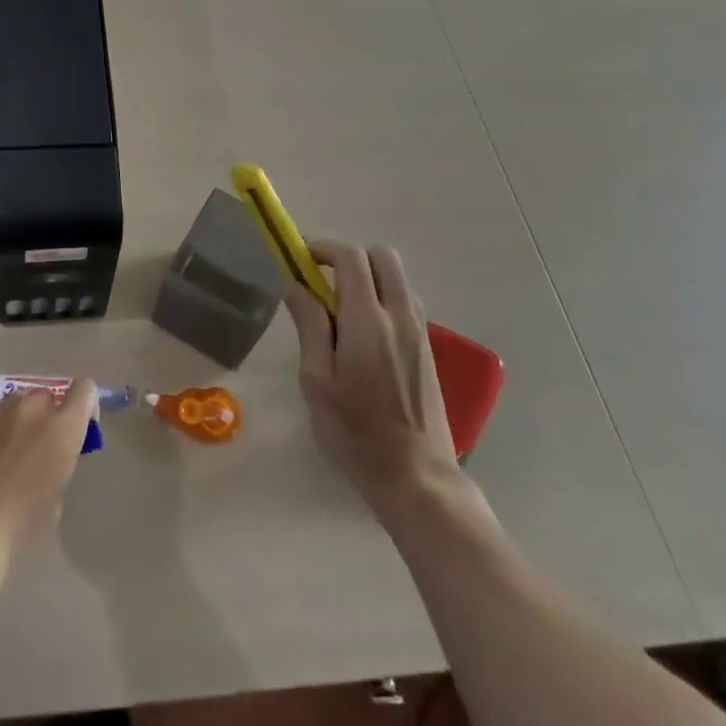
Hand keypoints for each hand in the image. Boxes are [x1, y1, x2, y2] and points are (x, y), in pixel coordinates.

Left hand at [0, 380, 97, 583]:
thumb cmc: (18, 524)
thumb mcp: (54, 500)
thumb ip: (58, 465)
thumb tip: (48, 460)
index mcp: (63, 427)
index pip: (85, 390)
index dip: (84, 405)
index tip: (79, 428)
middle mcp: (33, 407)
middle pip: (46, 398)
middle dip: (45, 418)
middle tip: (35, 451)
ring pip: (15, 405)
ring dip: (15, 423)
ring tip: (1, 457)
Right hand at [285, 240, 462, 528]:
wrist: (416, 477)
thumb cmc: (355, 432)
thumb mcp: (317, 381)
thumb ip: (309, 326)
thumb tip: (296, 286)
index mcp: (368, 319)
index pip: (351, 257)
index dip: (324, 248)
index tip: (303, 259)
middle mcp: (400, 315)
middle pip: (383, 256)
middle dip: (351, 257)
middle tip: (324, 280)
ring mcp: (420, 332)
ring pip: (398, 279)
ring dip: (370, 277)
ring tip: (343, 310)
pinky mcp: (428, 350)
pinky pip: (406, 303)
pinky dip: (384, 298)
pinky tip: (366, 335)